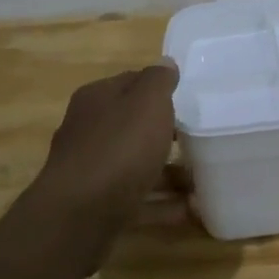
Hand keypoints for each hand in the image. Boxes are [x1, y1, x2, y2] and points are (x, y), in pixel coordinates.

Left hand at [31, 61, 181, 268]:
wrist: (79, 216)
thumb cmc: (119, 148)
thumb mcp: (147, 103)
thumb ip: (159, 80)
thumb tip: (165, 63)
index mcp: (97, 99)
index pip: (131, 83)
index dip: (160, 90)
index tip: (189, 102)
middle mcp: (88, 130)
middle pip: (133, 126)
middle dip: (165, 134)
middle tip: (199, 141)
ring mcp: (90, 170)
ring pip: (136, 164)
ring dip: (168, 173)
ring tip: (200, 182)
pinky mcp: (96, 205)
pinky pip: (136, 198)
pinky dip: (161, 204)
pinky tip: (188, 210)